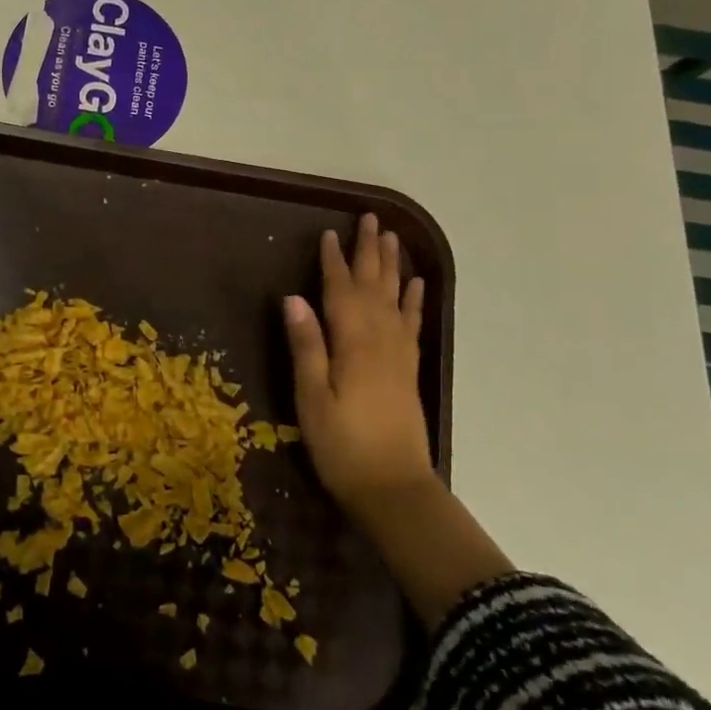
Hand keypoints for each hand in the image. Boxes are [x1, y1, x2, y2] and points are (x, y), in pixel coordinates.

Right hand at [284, 213, 433, 532]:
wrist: (394, 490)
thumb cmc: (343, 446)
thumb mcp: (312, 398)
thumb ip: (306, 346)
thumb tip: (294, 298)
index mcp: (353, 343)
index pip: (340, 291)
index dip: (333, 261)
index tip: (328, 233)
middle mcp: (380, 340)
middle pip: (373, 286)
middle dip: (369, 251)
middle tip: (370, 219)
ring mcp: (398, 354)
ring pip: (395, 298)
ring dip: (392, 266)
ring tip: (392, 237)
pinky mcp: (408, 369)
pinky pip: (413, 323)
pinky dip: (414, 300)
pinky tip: (416, 285)